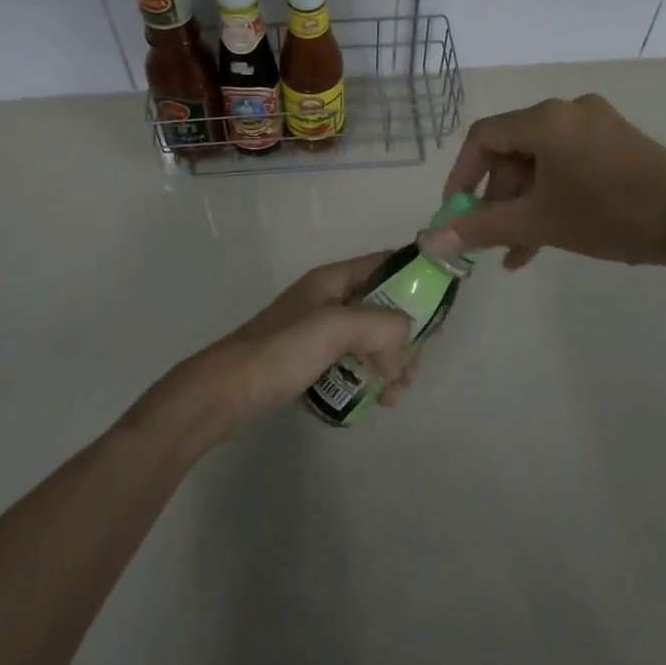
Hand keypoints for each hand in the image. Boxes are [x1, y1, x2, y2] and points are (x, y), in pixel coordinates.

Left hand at [151, 253, 418, 444]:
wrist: (222, 394)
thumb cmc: (280, 352)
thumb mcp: (335, 327)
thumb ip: (381, 325)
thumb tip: (405, 342)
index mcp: (333, 279)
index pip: (385, 263)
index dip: (416, 277)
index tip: (442, 306)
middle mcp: (327, 299)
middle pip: (382, 306)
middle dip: (405, 335)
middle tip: (413, 370)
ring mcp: (317, 331)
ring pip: (370, 339)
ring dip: (390, 363)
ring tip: (393, 395)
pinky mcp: (308, 362)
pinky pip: (351, 362)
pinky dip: (368, 377)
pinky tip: (374, 401)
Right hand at [422, 94, 665, 271]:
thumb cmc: (610, 215)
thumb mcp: (539, 222)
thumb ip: (480, 227)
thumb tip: (428, 239)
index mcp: (546, 119)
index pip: (483, 137)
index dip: (462, 175)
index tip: (455, 212)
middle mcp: (568, 110)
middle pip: (514, 150)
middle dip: (499, 198)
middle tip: (493, 238)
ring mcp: (597, 124)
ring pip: (541, 162)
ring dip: (526, 204)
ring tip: (519, 251)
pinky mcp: (618, 141)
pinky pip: (568, 163)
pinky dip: (553, 194)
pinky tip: (548, 236)